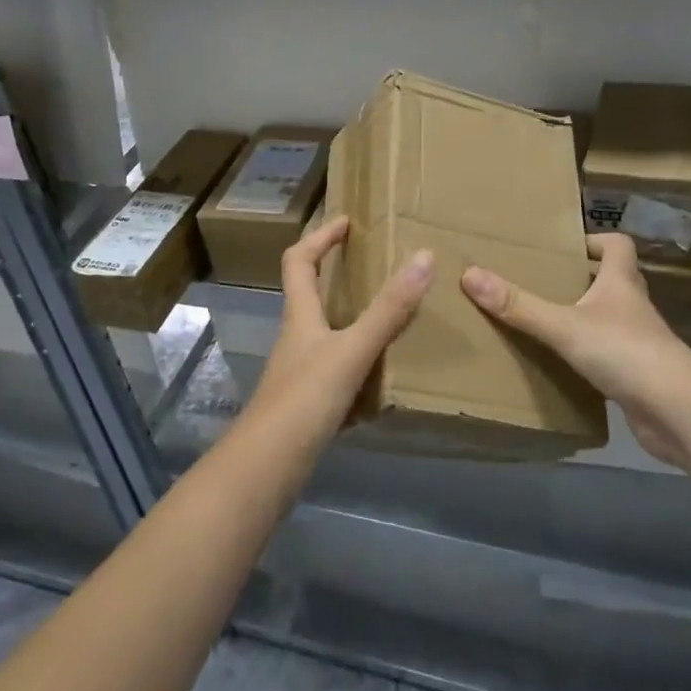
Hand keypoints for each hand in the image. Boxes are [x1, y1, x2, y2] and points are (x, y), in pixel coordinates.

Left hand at [248, 216, 431, 444]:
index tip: (347, 221)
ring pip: (327, 334)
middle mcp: (296, 337)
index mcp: (300, 315)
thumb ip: (388, 309)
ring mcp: (299, 372)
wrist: (266, 468)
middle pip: (310, 294)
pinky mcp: (307, 403)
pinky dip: (359, 367)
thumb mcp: (353, 349)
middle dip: (338, 275)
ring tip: (390, 318)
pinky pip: (337, 372)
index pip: (300, 260)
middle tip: (375, 265)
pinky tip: (384, 380)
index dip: (320, 236)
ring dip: (353, 322)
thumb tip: (424, 256)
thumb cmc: (305, 398)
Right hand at [461, 233, 690, 467]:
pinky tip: (564, 368)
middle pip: (612, 281)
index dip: (595, 240)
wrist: (678, 412)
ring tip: (546, 323)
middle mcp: (633, 307)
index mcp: (621, 283)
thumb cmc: (624, 352)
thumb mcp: (564, 326)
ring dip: (585, 319)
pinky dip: (590, 358)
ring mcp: (640, 343)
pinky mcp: (638, 377)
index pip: (617, 245)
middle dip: (582, 280)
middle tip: (544, 283)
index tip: (566, 247)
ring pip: (610, 320)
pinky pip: (610, 358)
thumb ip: (519, 305)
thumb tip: (470, 275)